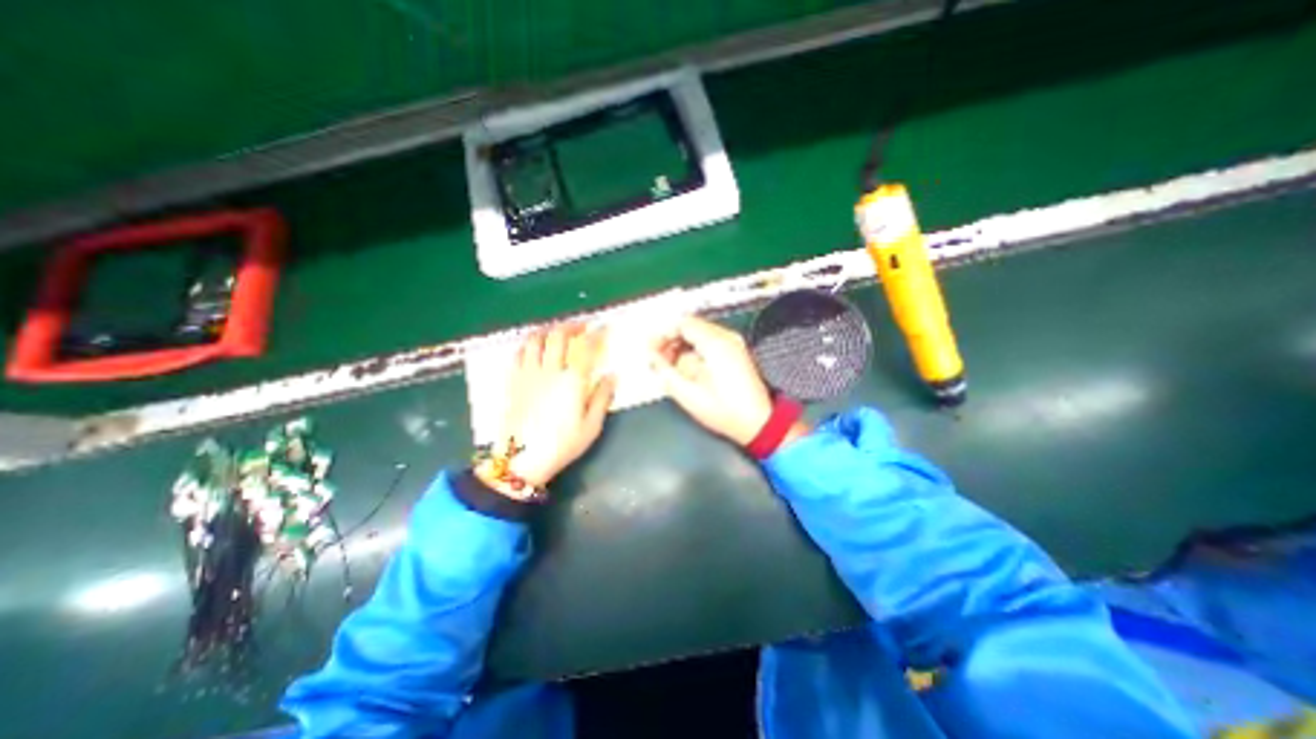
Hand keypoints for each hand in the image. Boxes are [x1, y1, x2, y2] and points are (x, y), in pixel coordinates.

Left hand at [480, 322, 615, 492]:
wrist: (520, 460)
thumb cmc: (561, 445)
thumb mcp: (591, 426)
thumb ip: (602, 398)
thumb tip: (612, 376)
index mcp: (572, 381)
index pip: (586, 348)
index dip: (596, 334)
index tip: (603, 327)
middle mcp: (549, 371)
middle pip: (558, 335)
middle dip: (572, 325)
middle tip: (582, 326)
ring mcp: (528, 374)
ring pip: (535, 339)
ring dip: (548, 330)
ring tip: (557, 332)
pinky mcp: (513, 381)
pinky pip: (519, 353)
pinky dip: (529, 344)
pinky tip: (534, 348)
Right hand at [651, 316, 771, 443]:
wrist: (758, 423)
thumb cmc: (724, 410)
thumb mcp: (687, 393)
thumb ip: (664, 370)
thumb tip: (651, 355)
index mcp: (715, 343)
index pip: (683, 324)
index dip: (663, 334)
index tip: (652, 349)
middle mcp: (727, 338)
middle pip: (691, 326)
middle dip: (671, 341)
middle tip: (658, 358)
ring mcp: (734, 344)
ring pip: (700, 334)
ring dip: (682, 346)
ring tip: (670, 366)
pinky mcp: (736, 352)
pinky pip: (710, 342)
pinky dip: (695, 350)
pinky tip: (687, 368)